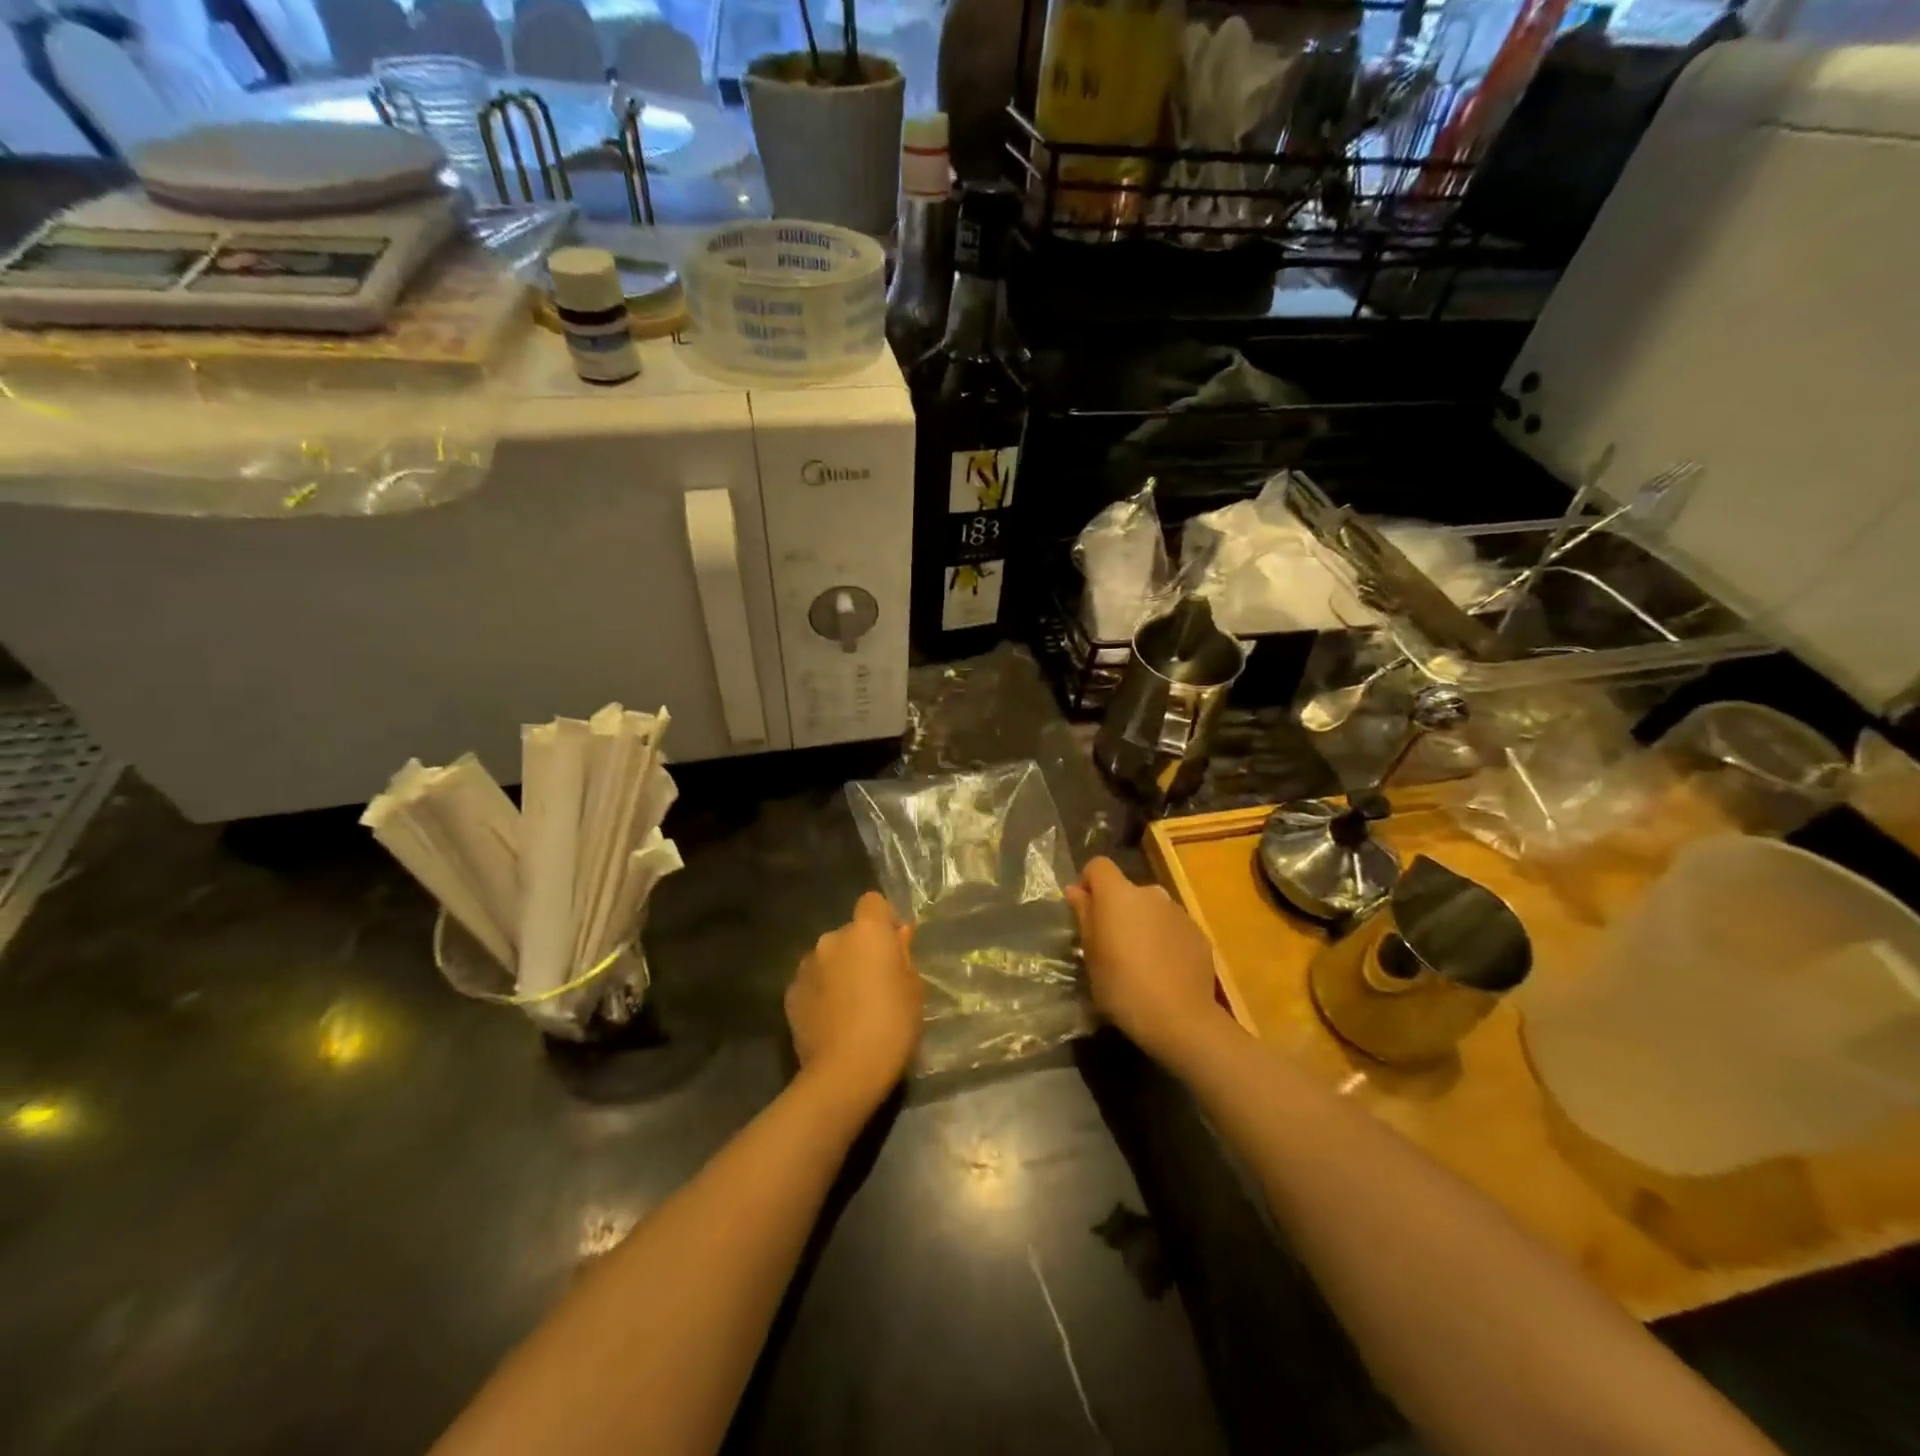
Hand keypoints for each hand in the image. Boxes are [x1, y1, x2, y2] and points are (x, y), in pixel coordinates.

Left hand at [785, 892, 922, 1113]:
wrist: (845, 1072)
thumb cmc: (892, 1025)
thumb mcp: (913, 988)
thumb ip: (902, 955)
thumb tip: (897, 935)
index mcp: (866, 931)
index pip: (872, 902)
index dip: (883, 920)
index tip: (893, 946)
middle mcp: (832, 939)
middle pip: (849, 934)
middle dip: (861, 951)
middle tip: (875, 984)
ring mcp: (806, 965)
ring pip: (828, 958)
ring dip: (838, 971)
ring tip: (851, 1007)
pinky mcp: (790, 993)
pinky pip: (812, 983)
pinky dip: (821, 993)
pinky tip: (832, 1021)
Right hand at [1066, 857, 1225, 1066]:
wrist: (1180, 1018)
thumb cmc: (1122, 985)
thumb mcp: (1091, 954)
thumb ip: (1084, 915)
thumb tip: (1075, 890)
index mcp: (1118, 894)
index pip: (1098, 866)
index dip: (1088, 883)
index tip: (1084, 910)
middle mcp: (1151, 893)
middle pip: (1126, 890)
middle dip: (1117, 910)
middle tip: (1111, 945)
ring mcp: (1178, 912)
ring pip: (1151, 910)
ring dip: (1142, 925)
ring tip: (1140, 962)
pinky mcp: (1198, 933)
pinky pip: (1173, 928)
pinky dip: (1164, 940)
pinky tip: (1163, 971)